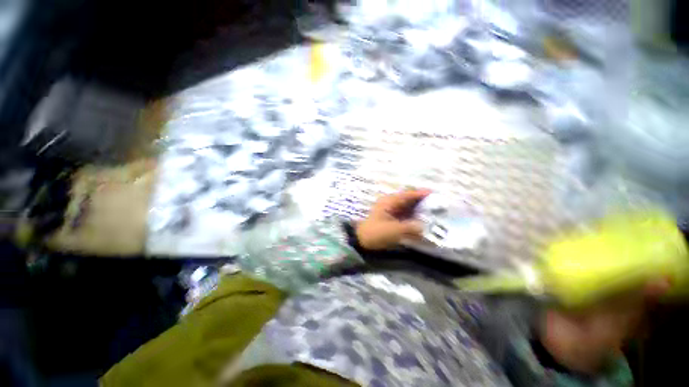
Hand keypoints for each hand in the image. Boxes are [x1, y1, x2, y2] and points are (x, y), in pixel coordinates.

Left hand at [355, 190, 430, 249]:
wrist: (361, 241)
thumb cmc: (376, 233)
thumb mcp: (393, 230)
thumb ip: (410, 228)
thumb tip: (424, 227)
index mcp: (389, 202)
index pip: (407, 195)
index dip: (420, 194)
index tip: (433, 194)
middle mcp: (390, 203)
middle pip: (408, 200)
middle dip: (421, 202)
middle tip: (436, 204)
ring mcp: (390, 211)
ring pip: (407, 207)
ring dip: (417, 209)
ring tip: (432, 212)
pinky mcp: (391, 219)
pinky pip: (404, 215)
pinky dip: (412, 217)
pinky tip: (420, 221)